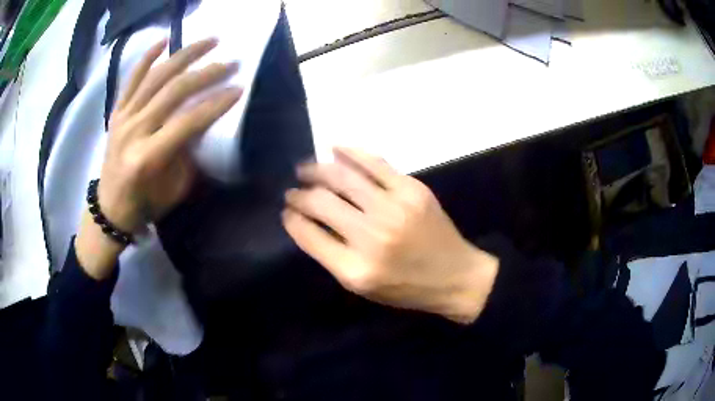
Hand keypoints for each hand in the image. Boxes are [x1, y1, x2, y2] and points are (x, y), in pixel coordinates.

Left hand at [75, 38, 242, 278]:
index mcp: (148, 158)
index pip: (188, 122)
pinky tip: (165, 40)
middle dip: (206, 74)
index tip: (239, 88)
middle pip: (173, 92)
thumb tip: (204, 121)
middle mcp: (134, 132)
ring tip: (210, 40)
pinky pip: (131, 79)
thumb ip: (189, 153)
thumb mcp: (174, 188)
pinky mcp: (116, 112)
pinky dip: (147, 57)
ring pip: (156, 77)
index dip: (216, 103)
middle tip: (231, 62)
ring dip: (185, 55)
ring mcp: (123, 118)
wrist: (110, 209)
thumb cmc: (145, 204)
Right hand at [282, 148, 498, 323]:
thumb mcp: (362, 286)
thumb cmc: (406, 288)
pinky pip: (374, 162)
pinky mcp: (413, 189)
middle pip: (321, 202)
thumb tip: (305, 221)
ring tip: (305, 169)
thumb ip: (331, 255)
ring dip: (317, 169)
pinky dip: (350, 152)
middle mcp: (372, 236)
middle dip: (299, 194)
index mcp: (355, 269)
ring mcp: (394, 208)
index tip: (286, 211)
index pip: (309, 234)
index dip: (292, 219)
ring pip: (343, 177)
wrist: (455, 275)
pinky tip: (334, 148)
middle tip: (293, 191)